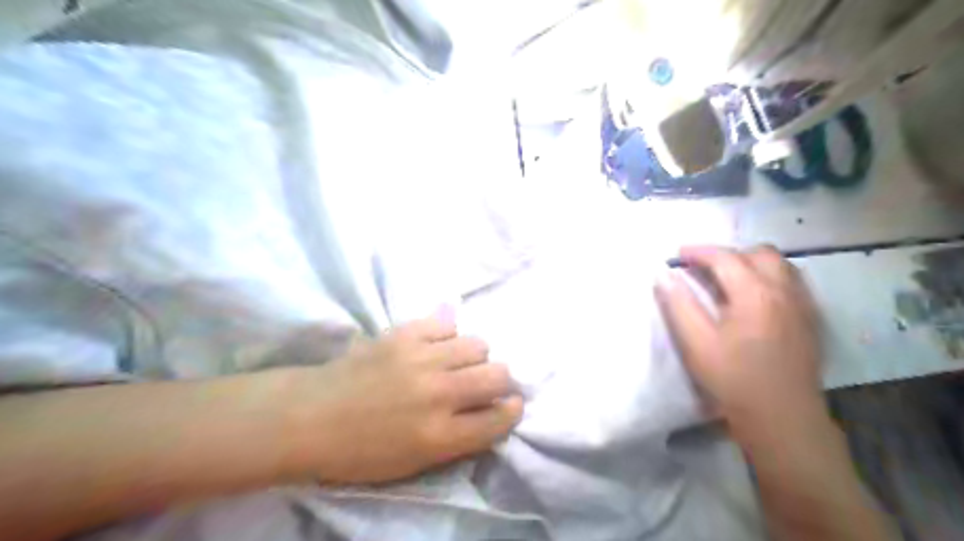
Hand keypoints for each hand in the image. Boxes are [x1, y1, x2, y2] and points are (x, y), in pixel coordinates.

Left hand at [282, 314, 519, 484]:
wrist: (311, 417)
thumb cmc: (361, 452)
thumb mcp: (415, 463)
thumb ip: (459, 439)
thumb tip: (492, 412)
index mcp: (440, 436)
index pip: (499, 419)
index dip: (511, 411)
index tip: (510, 405)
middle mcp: (438, 395)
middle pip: (498, 375)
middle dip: (501, 381)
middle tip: (484, 384)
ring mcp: (421, 359)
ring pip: (478, 344)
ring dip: (475, 356)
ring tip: (458, 362)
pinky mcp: (403, 334)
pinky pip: (446, 324)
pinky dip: (447, 335)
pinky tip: (435, 345)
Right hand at [660, 244, 824, 439]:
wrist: (782, 418)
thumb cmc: (733, 379)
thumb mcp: (696, 343)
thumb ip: (678, 304)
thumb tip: (663, 275)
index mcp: (754, 294)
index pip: (725, 258)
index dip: (698, 251)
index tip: (678, 255)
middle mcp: (784, 291)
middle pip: (760, 253)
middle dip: (729, 254)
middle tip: (704, 267)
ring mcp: (803, 305)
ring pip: (781, 265)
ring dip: (752, 263)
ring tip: (729, 278)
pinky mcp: (812, 320)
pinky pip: (793, 283)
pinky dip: (771, 278)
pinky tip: (756, 298)